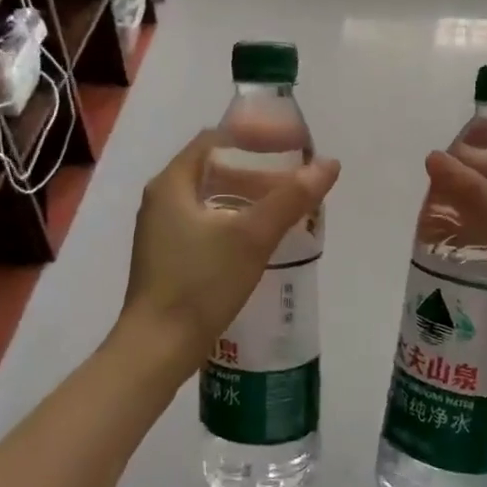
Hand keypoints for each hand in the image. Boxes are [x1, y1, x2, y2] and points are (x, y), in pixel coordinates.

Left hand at [123, 129, 340, 371]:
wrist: (157, 348)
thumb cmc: (200, 283)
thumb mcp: (251, 237)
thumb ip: (291, 198)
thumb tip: (329, 164)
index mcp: (172, 183)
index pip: (215, 140)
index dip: (254, 137)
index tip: (289, 146)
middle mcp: (162, 200)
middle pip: (214, 168)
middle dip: (256, 171)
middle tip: (293, 180)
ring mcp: (161, 230)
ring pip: (211, 199)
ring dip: (247, 198)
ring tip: (285, 209)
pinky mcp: (168, 257)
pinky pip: (205, 224)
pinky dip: (235, 221)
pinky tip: (260, 240)